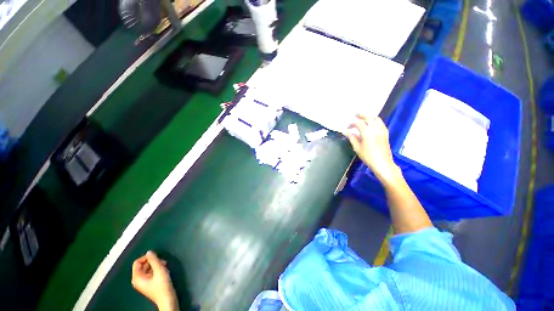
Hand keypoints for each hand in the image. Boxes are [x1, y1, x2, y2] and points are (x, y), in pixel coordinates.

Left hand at [132, 251, 177, 310]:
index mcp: (137, 277)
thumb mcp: (159, 270)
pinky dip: (157, 269)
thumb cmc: (162, 285)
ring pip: (148, 268)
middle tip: (162, 262)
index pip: (137, 262)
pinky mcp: (149, 284)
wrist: (167, 299)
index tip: (156, 257)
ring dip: (156, 265)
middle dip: (153, 261)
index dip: (146, 258)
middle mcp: (138, 279)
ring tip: (164, 266)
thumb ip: (154, 260)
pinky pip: (150, 272)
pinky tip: (163, 271)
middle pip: (143, 265)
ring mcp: (143, 282)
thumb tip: (150, 251)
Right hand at [345, 115, 399, 182]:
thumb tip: (346, 132)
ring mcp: (382, 130)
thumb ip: (352, 138)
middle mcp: (375, 129)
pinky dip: (375, 120)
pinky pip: (380, 123)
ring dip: (369, 116)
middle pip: (368, 117)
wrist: (383, 163)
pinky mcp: (385, 133)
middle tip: (355, 114)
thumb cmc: (368, 156)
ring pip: (376, 118)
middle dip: (361, 115)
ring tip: (363, 117)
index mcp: (367, 133)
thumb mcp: (357, 148)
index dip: (351, 124)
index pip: (358, 123)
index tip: (347, 127)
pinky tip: (372, 123)